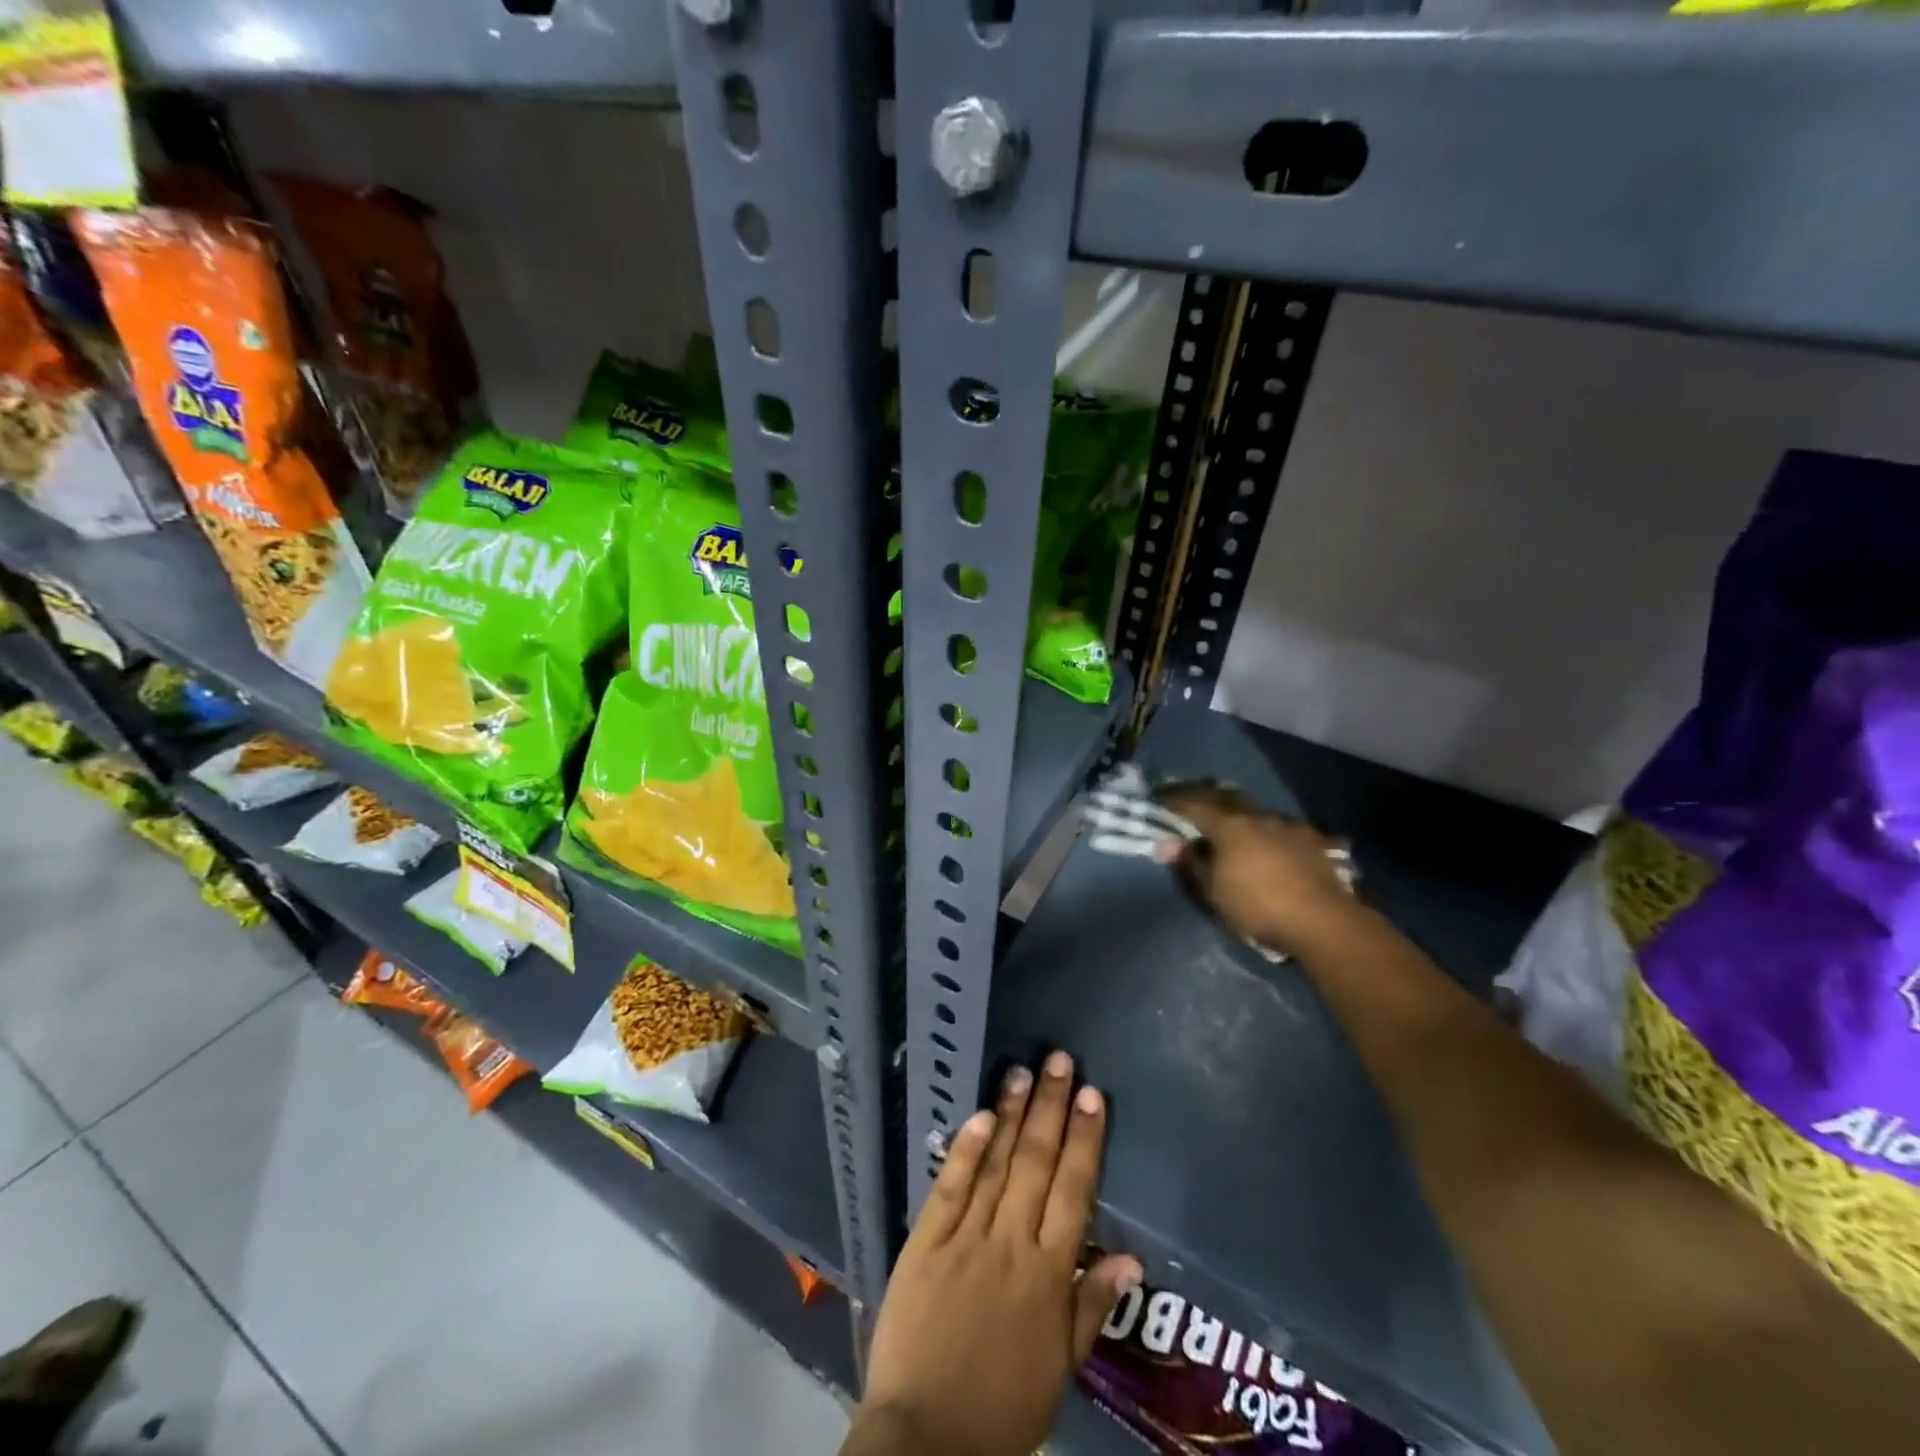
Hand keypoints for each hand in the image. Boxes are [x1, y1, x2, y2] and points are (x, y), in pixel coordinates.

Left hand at [848, 1053, 1141, 1455]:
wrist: (927, 1438)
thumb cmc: (1004, 1406)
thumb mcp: (1061, 1368)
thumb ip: (1093, 1305)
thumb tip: (1133, 1257)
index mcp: (1049, 1275)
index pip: (1074, 1191)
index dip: (1085, 1139)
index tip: (1093, 1096)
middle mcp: (1011, 1243)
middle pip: (1037, 1163)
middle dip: (1052, 1108)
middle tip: (1061, 1061)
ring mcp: (966, 1237)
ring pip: (997, 1164)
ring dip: (1013, 1114)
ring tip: (1025, 1071)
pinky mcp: (926, 1240)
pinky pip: (950, 1186)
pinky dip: (967, 1149)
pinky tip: (981, 1114)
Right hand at [1156, 783, 1360, 955]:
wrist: (1323, 920)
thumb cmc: (1257, 906)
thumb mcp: (1213, 891)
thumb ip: (1191, 863)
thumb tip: (1168, 844)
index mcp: (1228, 825)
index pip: (1193, 803)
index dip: (1173, 800)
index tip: (1159, 797)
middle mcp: (1257, 816)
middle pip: (1226, 797)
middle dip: (1206, 796)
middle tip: (1193, 800)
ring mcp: (1288, 825)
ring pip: (1256, 810)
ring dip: (1240, 812)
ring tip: (1232, 821)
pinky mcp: (1312, 840)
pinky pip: (1282, 827)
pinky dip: (1268, 830)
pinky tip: (1270, 840)